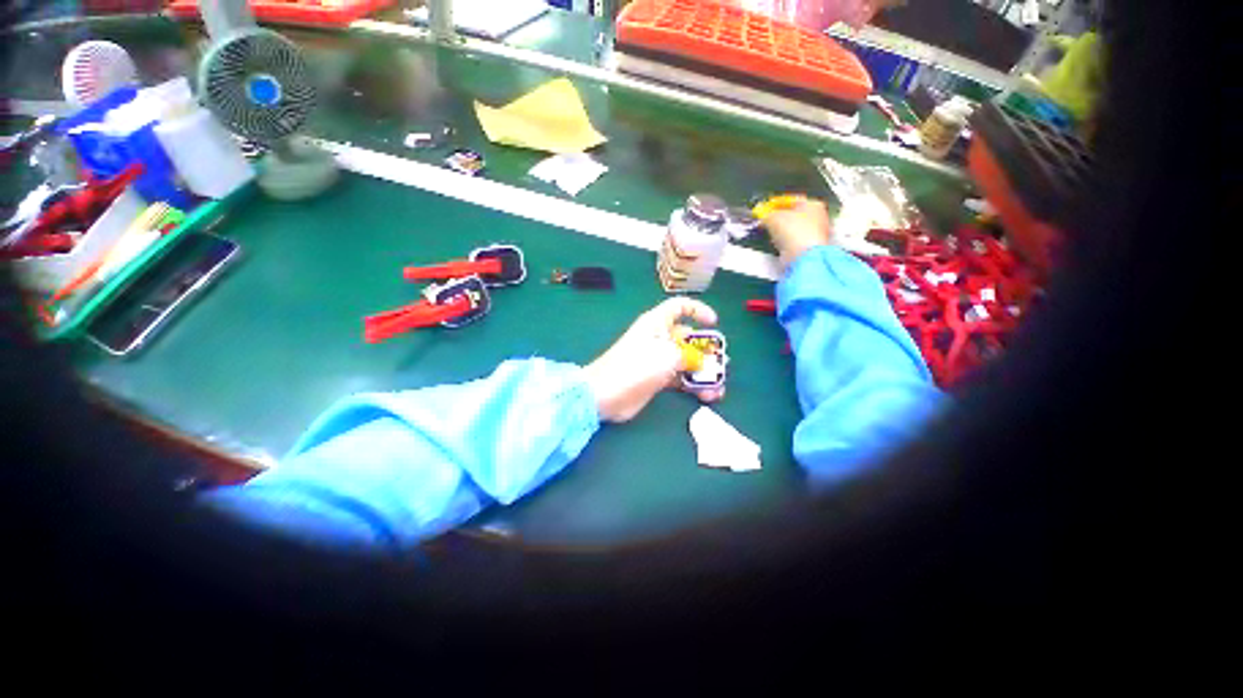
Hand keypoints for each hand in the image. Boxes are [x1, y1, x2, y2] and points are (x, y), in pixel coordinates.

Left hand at [582, 297, 722, 422]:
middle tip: (722, 363)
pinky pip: (680, 379)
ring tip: (718, 387)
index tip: (714, 323)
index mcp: (658, 323)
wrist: (605, 394)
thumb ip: (690, 356)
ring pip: (686, 361)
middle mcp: (659, 338)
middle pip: (688, 338)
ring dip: (703, 372)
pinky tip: (707, 396)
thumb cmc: (636, 366)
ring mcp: (657, 360)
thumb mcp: (668, 355)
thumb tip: (704, 363)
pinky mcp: (657, 379)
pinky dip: (693, 386)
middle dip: (707, 349)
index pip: (680, 307)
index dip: (698, 311)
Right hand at [764, 198, 833, 268]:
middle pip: (794, 215)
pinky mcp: (809, 249)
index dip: (775, 204)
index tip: (764, 209)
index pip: (791, 200)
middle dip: (779, 219)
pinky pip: (794, 243)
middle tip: (766, 222)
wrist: (802, 256)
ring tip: (771, 235)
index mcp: (814, 204)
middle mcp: (819, 217)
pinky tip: (779, 245)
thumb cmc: (796, 233)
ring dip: (781, 232)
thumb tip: (763, 216)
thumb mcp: (773, 217)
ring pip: (793, 230)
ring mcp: (815, 234)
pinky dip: (785, 244)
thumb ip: (766, 214)